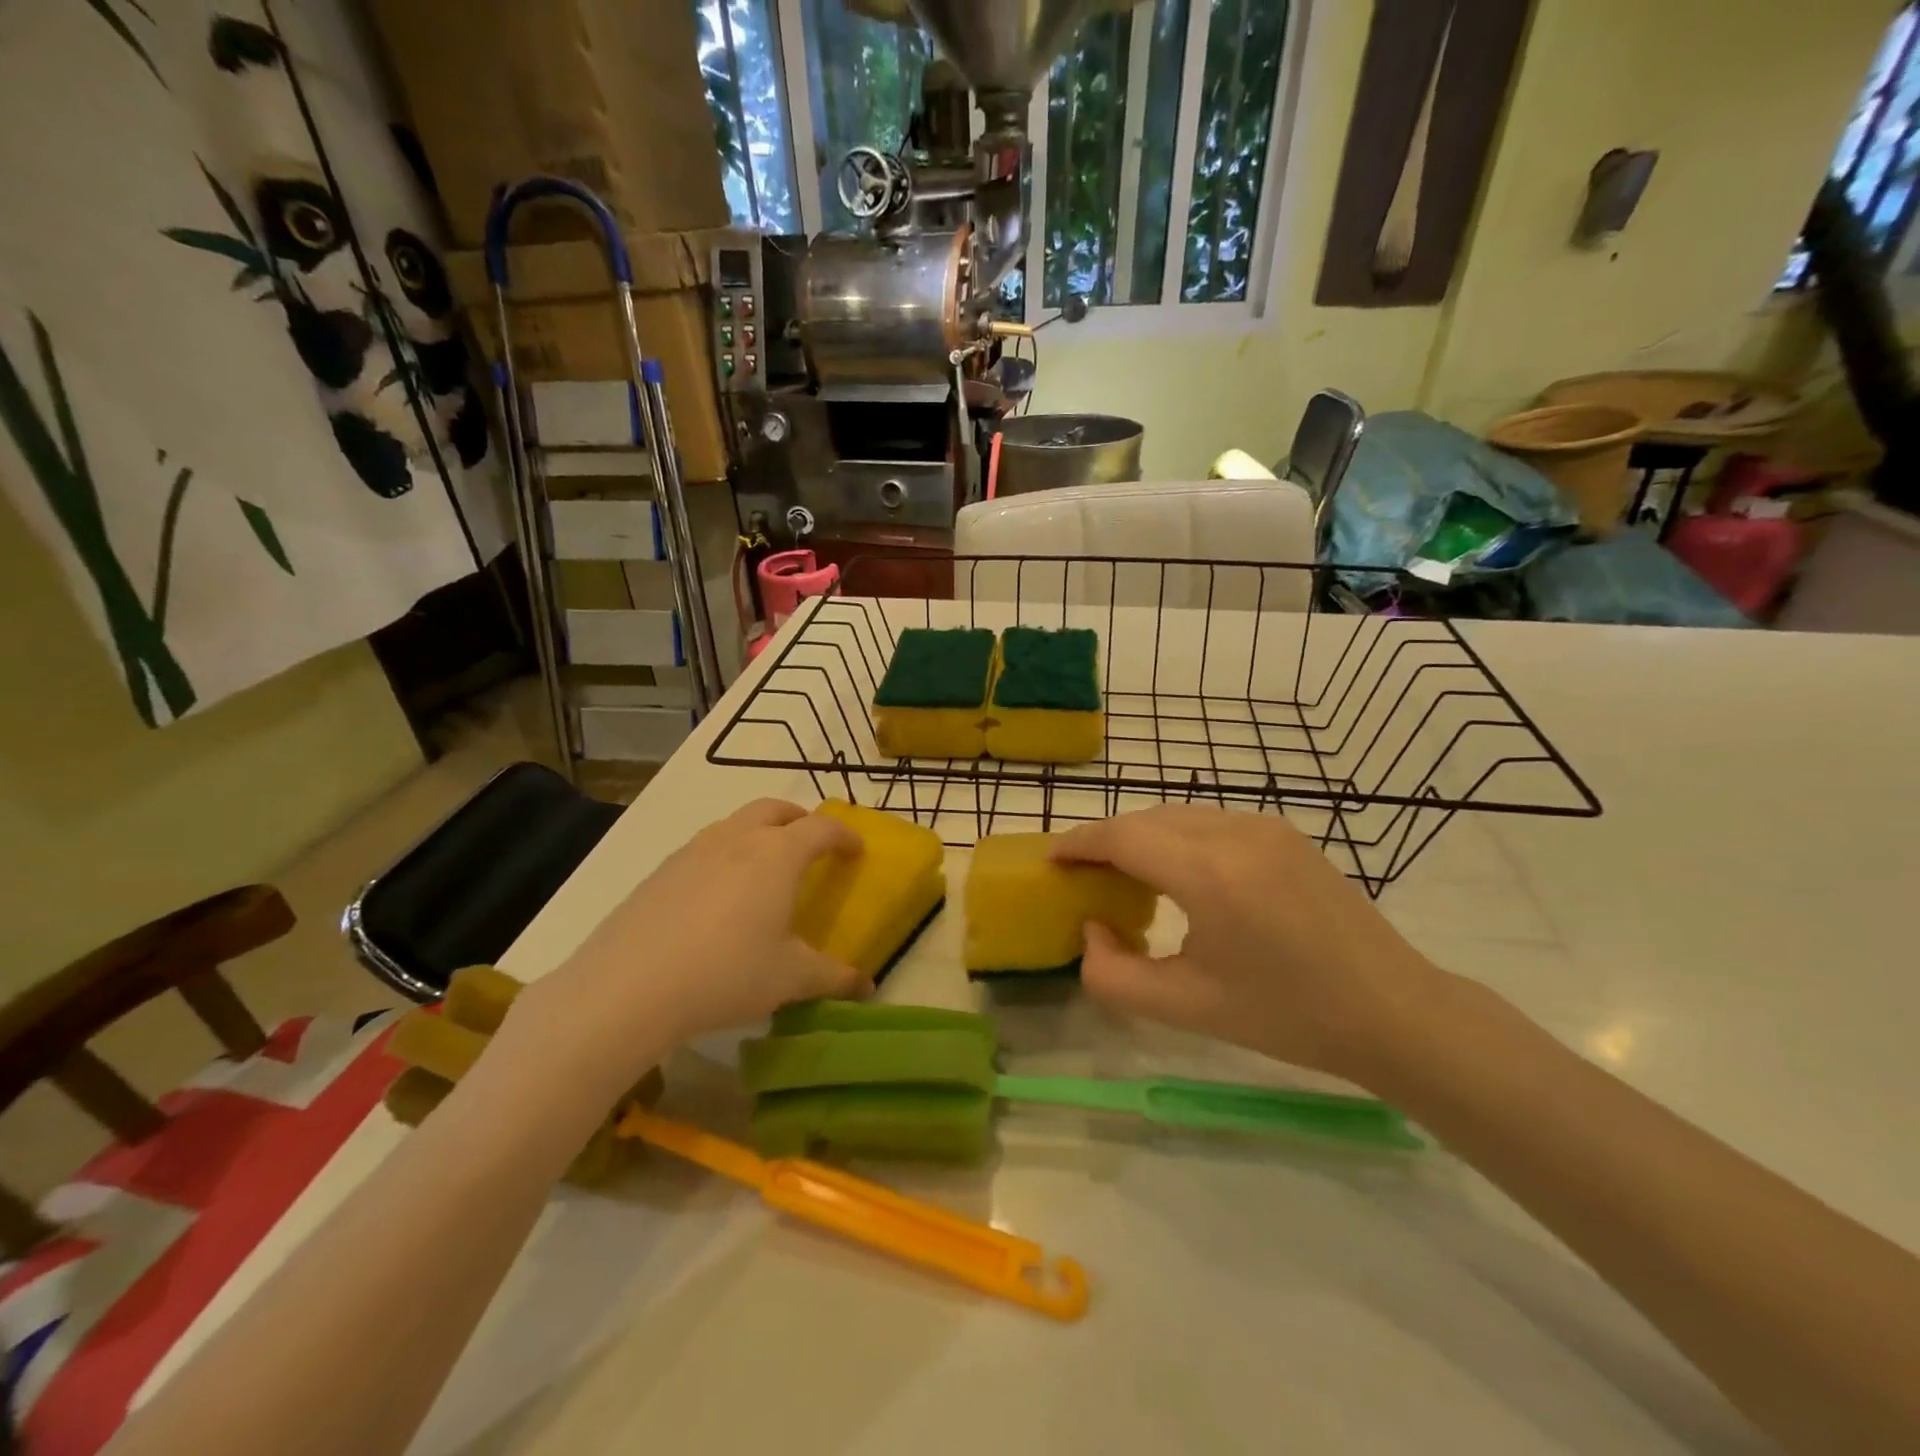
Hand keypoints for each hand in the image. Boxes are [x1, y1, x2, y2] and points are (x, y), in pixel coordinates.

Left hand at [501, 800, 863, 1100]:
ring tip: (764, 868)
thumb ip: (833, 977)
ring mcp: (693, 851)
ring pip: (735, 824)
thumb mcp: (790, 979)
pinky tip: (718, 897)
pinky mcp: (660, 872)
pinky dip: (724, 855)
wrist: (628, 987)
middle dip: (800, 819)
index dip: (844, 836)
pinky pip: (704, 848)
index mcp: (778, 854)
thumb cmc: (727, 974)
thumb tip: (866, 985)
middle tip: (812, 845)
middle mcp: (737, 839)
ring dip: (759, 833)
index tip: (857, 851)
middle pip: (775, 809)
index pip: (822, 828)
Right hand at [1051, 806, 1444, 1081]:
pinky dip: (1176, 838)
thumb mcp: (1187, 1008)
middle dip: (1105, 841)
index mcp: (1209, 874)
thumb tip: (1091, 931)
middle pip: (1146, 819)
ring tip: (1123, 876)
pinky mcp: (1284, 833)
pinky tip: (1177, 875)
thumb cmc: (1288, 1017)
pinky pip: (1209, 821)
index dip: (1079, 844)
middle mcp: (1235, 833)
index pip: (1123, 837)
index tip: (1050, 861)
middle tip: (1080, 876)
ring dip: (1141, 837)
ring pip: (1177, 815)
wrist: (1394, 1012)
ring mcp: (1265, 826)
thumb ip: (1114, 975)